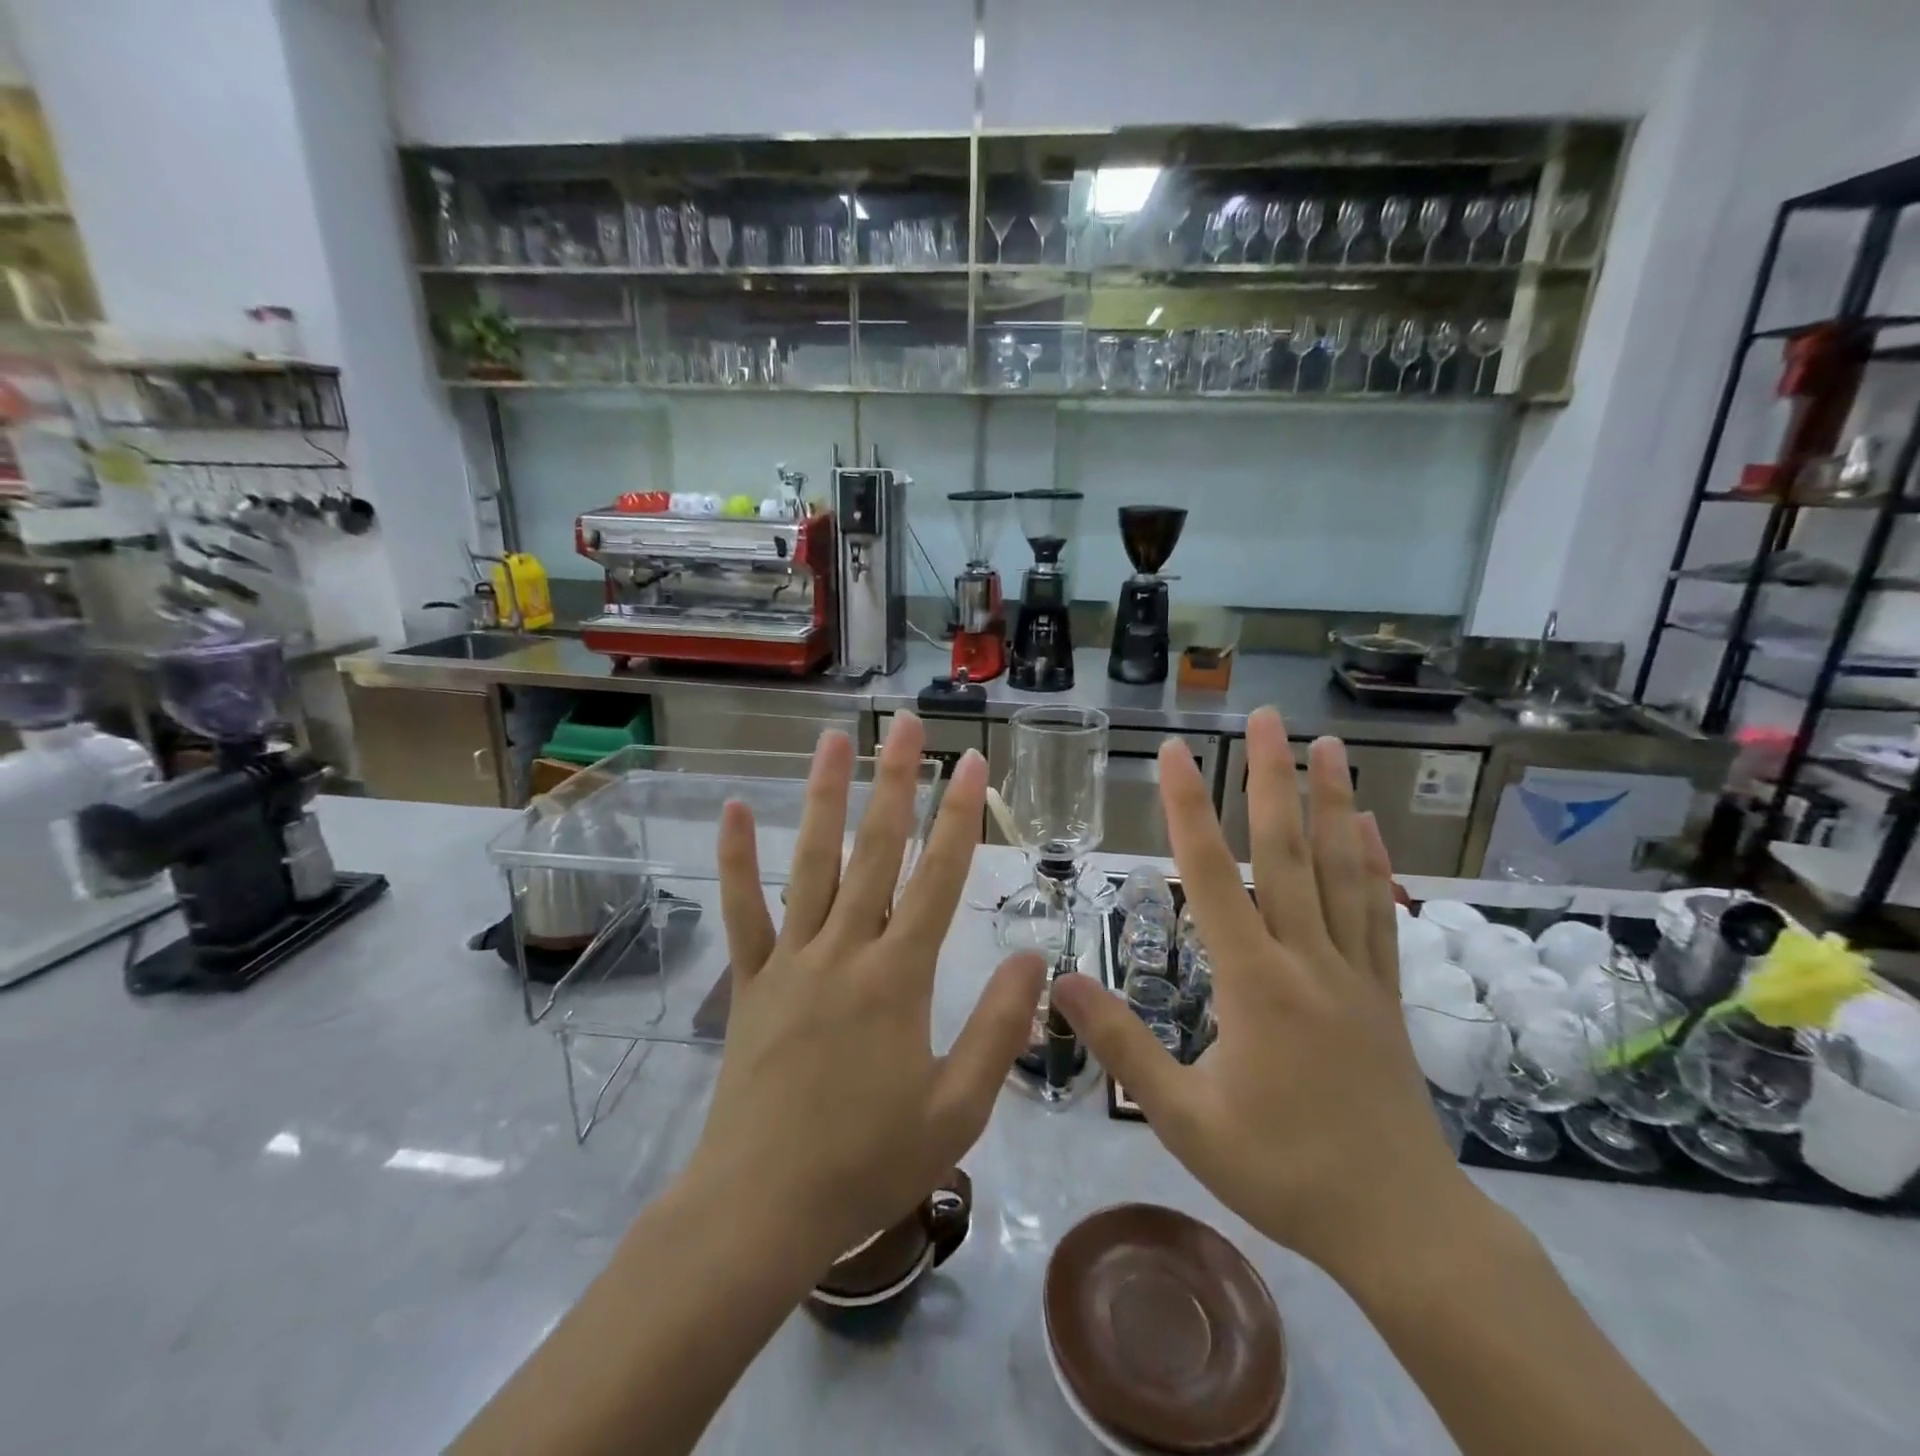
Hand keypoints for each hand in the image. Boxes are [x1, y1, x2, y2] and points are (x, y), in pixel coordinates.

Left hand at [695, 714, 1044, 1269]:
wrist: (762, 1209)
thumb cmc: (868, 1162)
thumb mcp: (958, 1109)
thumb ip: (999, 1027)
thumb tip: (1034, 957)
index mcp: (899, 976)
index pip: (939, 878)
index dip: (960, 817)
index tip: (971, 764)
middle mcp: (846, 949)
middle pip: (877, 850)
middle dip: (895, 782)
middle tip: (905, 725)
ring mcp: (792, 959)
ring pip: (811, 862)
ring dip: (825, 797)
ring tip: (834, 741)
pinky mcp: (751, 979)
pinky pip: (743, 910)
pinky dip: (737, 860)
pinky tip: (733, 810)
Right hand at [1053, 706, 1473, 1284]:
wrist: (1402, 1229)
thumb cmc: (1283, 1172)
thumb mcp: (1185, 1120)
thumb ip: (1123, 1047)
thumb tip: (1062, 984)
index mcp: (1254, 982)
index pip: (1213, 875)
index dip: (1188, 809)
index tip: (1175, 753)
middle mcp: (1306, 959)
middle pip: (1287, 852)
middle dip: (1271, 778)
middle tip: (1266, 716)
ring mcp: (1354, 972)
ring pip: (1341, 871)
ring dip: (1333, 802)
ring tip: (1328, 746)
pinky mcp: (1384, 993)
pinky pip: (1378, 913)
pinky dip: (1373, 863)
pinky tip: (1368, 826)